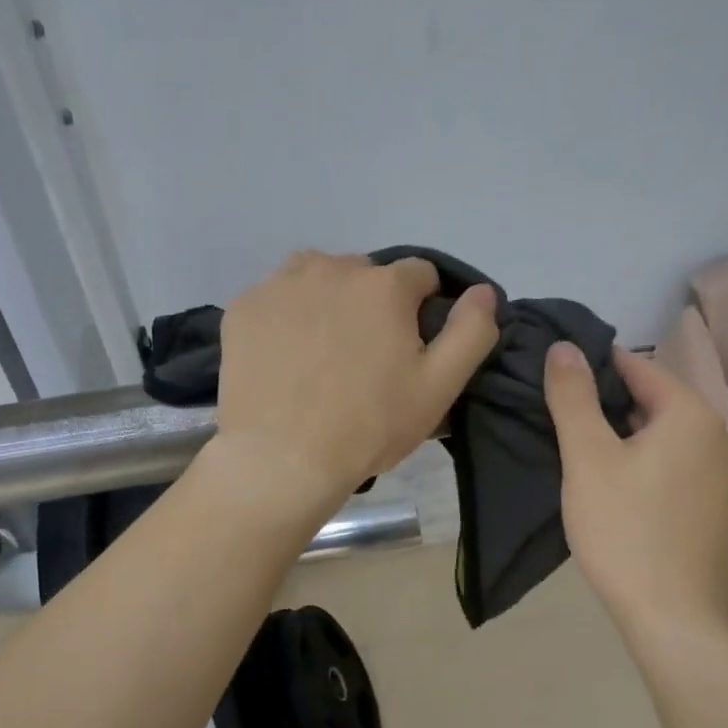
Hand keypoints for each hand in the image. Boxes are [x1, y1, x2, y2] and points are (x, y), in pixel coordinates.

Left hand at [212, 252, 499, 517]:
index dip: (422, 309)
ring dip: (328, 300)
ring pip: (318, 277)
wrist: (280, 459)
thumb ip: (471, 332)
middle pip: (366, 274)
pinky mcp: (244, 307)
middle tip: (365, 357)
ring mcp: (281, 284)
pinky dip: (287, 317)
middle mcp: (331, 268)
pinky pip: (277, 298)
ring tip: (322, 351)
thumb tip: (483, 291)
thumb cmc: (368, 426)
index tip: (410, 347)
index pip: (420, 275)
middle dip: (373, 304)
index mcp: (384, 285)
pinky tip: (285, 357)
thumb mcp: (439, 388)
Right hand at [544, 343, 727, 630]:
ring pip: (663, 435)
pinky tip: (615, 483)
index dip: (592, 366)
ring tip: (579, 448)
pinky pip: (676, 464)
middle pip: (652, 400)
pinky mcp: (719, 505)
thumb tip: (563, 347)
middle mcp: (720, 435)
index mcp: (692, 414)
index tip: (554, 375)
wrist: (674, 619)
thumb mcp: (587, 457)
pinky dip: (645, 461)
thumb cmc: (625, 530)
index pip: (636, 366)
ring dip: (624, 435)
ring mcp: (725, 474)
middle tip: (558, 416)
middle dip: (606, 403)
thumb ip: (573, 396)